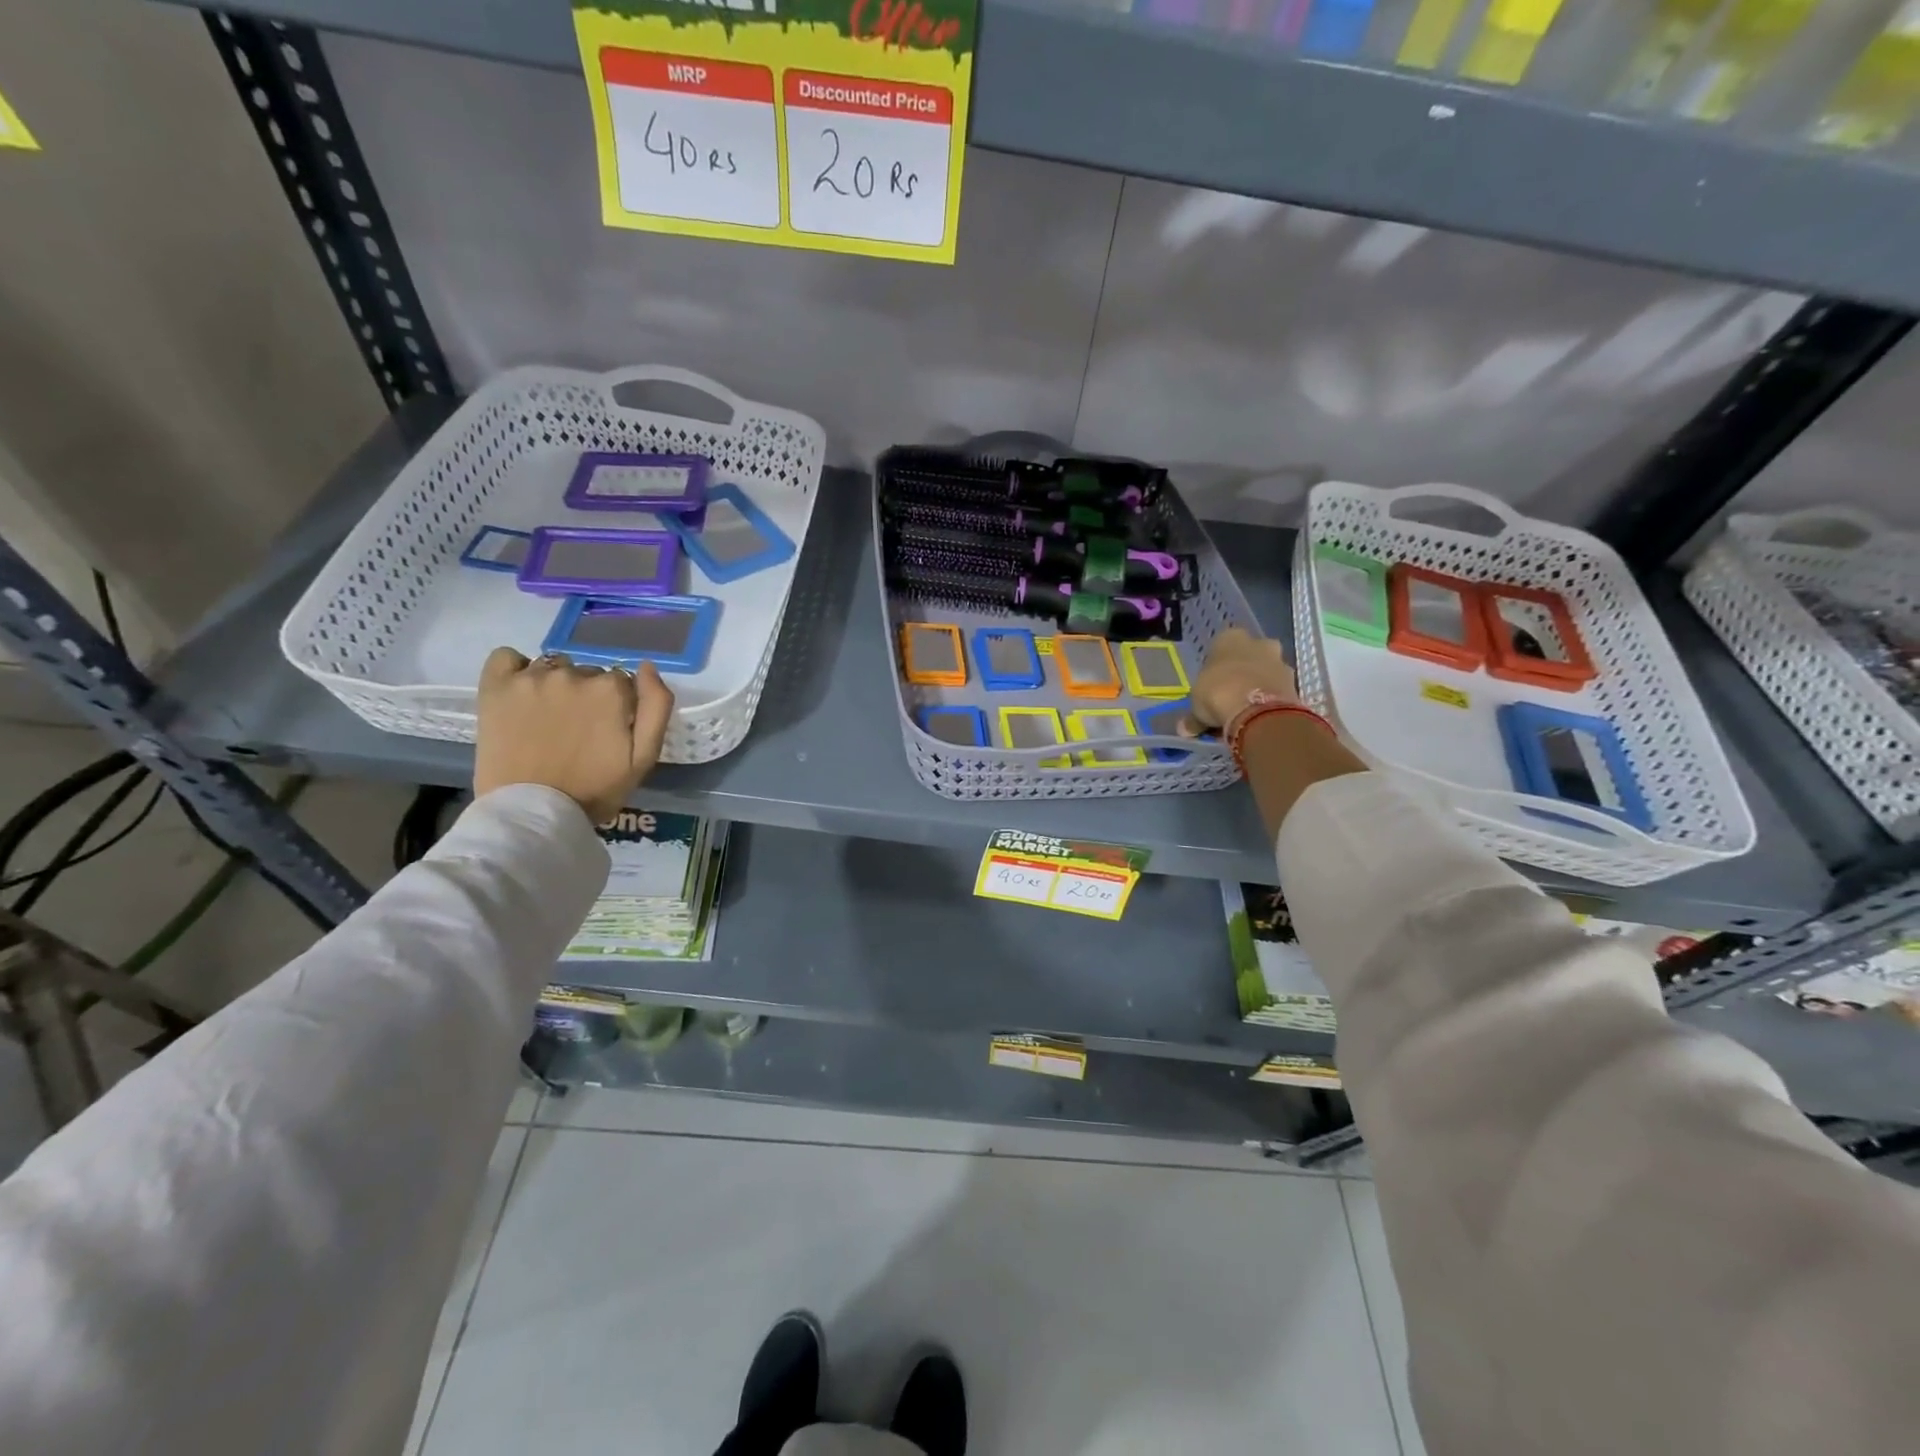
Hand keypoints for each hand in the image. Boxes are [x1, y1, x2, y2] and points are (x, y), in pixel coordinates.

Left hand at [474, 648, 674, 822]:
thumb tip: (647, 666)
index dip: (618, 707)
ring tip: (546, 719)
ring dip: (555, 685)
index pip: (622, 682)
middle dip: (587, 696)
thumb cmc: (595, 790)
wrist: (533, 813)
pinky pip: (506, 658)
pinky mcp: (496, 686)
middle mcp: (573, 674)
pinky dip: (514, 670)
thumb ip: (657, 706)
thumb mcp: (645, 757)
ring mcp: (531, 678)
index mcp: (611, 690)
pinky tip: (520, 694)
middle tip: (577, 732)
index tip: (608, 732)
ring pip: (552, 667)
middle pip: (587, 674)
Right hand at [1188, 627, 1297, 734]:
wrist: (1258, 711)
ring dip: (1259, 686)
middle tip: (1231, 696)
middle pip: (1249, 655)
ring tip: (1247, 711)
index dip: (1216, 667)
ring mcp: (1280, 660)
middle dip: (1243, 672)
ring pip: (1267, 671)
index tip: (1212, 686)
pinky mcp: (1295, 682)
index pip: (1220, 646)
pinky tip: (1260, 717)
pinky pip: (1279, 688)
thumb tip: (1185, 729)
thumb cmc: (1218, 694)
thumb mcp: (1197, 706)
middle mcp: (1257, 642)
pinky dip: (1271, 700)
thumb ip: (1194, 715)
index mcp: (1229, 638)